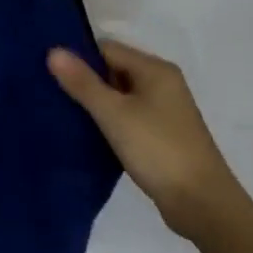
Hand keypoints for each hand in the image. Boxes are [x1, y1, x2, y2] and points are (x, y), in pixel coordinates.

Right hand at [48, 40, 245, 244]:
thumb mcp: (114, 114)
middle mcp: (163, 83)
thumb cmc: (157, 149)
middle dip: (86, 81)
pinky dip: (111, 121)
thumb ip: (83, 83)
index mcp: (155, 69)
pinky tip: (89, 134)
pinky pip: (130, 116)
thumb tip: (54, 50)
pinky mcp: (163, 135)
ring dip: (98, 103)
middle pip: (115, 69)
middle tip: (51, 94)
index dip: (79, 58)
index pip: (108, 48)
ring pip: (121, 95)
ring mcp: (166, 110)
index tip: (49, 73)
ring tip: (63, 114)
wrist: (202, 203)